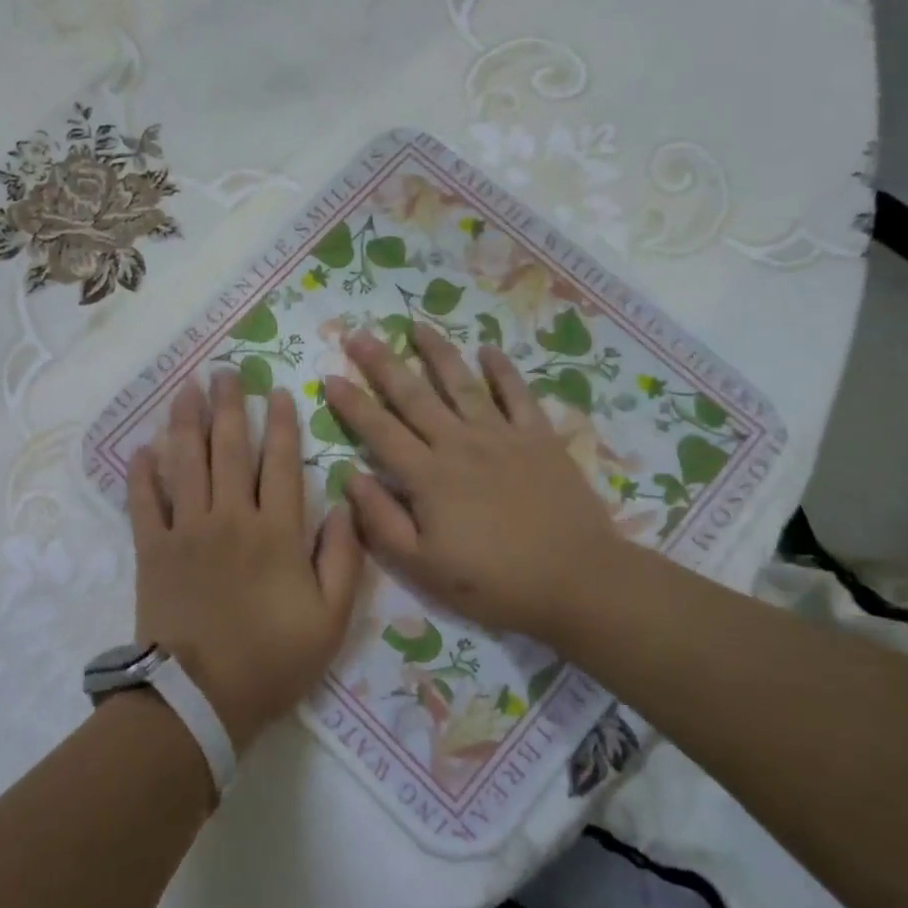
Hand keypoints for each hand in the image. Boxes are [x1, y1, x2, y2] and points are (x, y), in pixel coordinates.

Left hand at [128, 372, 363, 754]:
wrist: (200, 700)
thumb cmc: (272, 660)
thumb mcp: (331, 619)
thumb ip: (344, 559)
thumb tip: (346, 506)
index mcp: (276, 532)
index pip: (281, 463)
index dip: (281, 424)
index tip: (277, 391)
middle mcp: (231, 517)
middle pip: (229, 449)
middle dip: (229, 406)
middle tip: (224, 373)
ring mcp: (187, 530)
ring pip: (186, 463)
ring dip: (186, 423)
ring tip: (186, 390)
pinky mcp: (152, 549)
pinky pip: (144, 502)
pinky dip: (143, 474)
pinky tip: (143, 448)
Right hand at [323, 324, 618, 647]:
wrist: (577, 580)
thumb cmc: (494, 582)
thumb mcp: (424, 567)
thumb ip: (382, 521)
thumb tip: (351, 477)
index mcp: (428, 476)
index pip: (379, 431)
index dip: (352, 403)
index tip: (330, 376)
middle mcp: (459, 444)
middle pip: (413, 396)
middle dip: (382, 363)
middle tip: (358, 334)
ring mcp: (502, 435)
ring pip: (461, 384)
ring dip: (437, 352)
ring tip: (416, 325)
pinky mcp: (539, 438)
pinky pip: (517, 394)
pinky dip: (502, 370)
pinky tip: (488, 349)